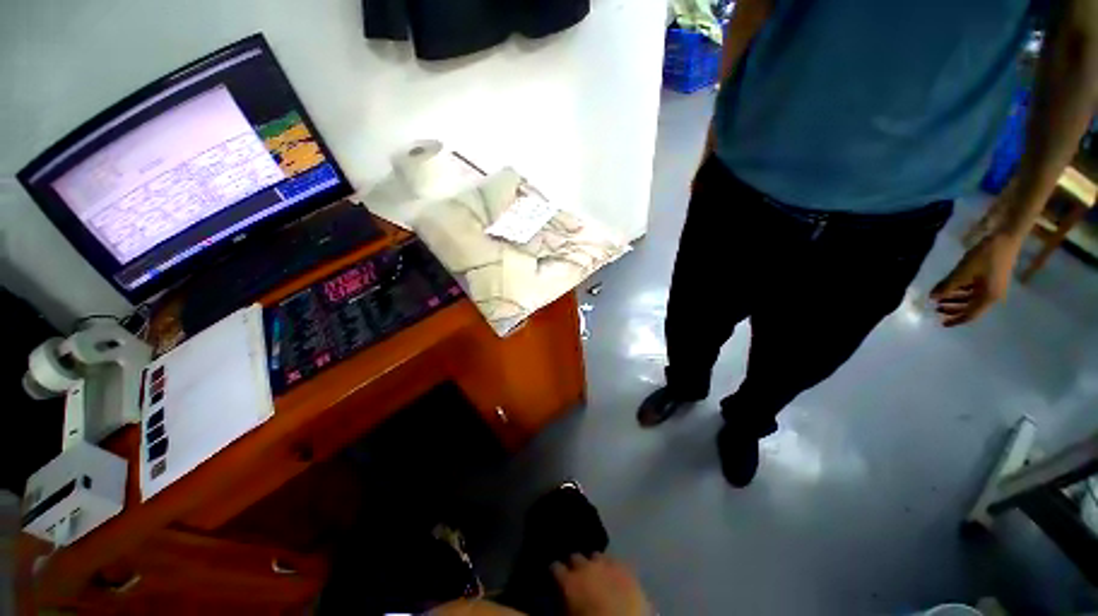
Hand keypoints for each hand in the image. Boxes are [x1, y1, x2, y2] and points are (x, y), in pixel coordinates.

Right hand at [551, 553, 651, 615]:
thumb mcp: (567, 615)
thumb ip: (563, 602)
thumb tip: (561, 597)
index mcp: (568, 580)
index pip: (555, 567)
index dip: (555, 572)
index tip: (555, 577)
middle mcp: (585, 566)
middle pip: (575, 557)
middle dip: (574, 565)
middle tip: (575, 576)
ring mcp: (606, 564)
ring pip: (595, 556)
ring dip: (593, 563)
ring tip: (595, 574)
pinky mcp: (625, 568)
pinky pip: (615, 562)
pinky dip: (611, 567)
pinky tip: (612, 575)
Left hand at [930, 231, 1022, 326]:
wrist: (1005, 238)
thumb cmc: (985, 256)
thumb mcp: (963, 272)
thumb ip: (947, 286)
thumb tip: (932, 298)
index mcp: (988, 298)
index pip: (970, 315)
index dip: (956, 320)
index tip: (942, 324)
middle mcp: (992, 296)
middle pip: (970, 308)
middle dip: (953, 310)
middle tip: (936, 309)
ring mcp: (993, 287)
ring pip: (971, 299)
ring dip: (956, 300)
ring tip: (939, 299)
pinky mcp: (991, 279)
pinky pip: (974, 290)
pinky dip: (962, 291)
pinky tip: (950, 289)